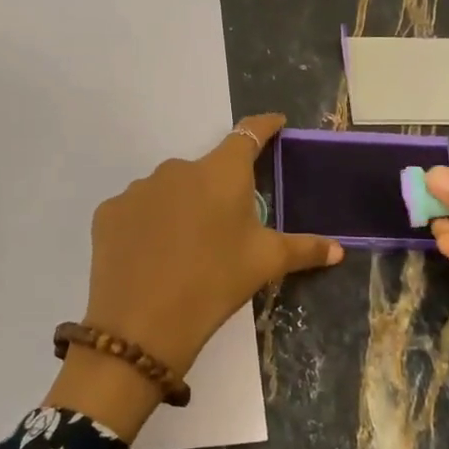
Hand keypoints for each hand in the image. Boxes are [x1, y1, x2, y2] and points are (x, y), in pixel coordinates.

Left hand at [46, 114, 342, 439]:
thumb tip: (339, 249)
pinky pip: (138, 210)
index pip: (248, 134)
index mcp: (222, 172)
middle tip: (226, 227)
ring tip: (186, 249)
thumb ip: (304, 249)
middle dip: (219, 190)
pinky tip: (152, 256)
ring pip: (170, 190)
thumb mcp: (265, 263)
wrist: (141, 325)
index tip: (275, 123)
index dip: (264, 127)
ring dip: (182, 207)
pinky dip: (149, 224)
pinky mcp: (109, 212)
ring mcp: (139, 188)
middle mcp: (178, 168)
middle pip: (207, 170)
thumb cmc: (215, 283)